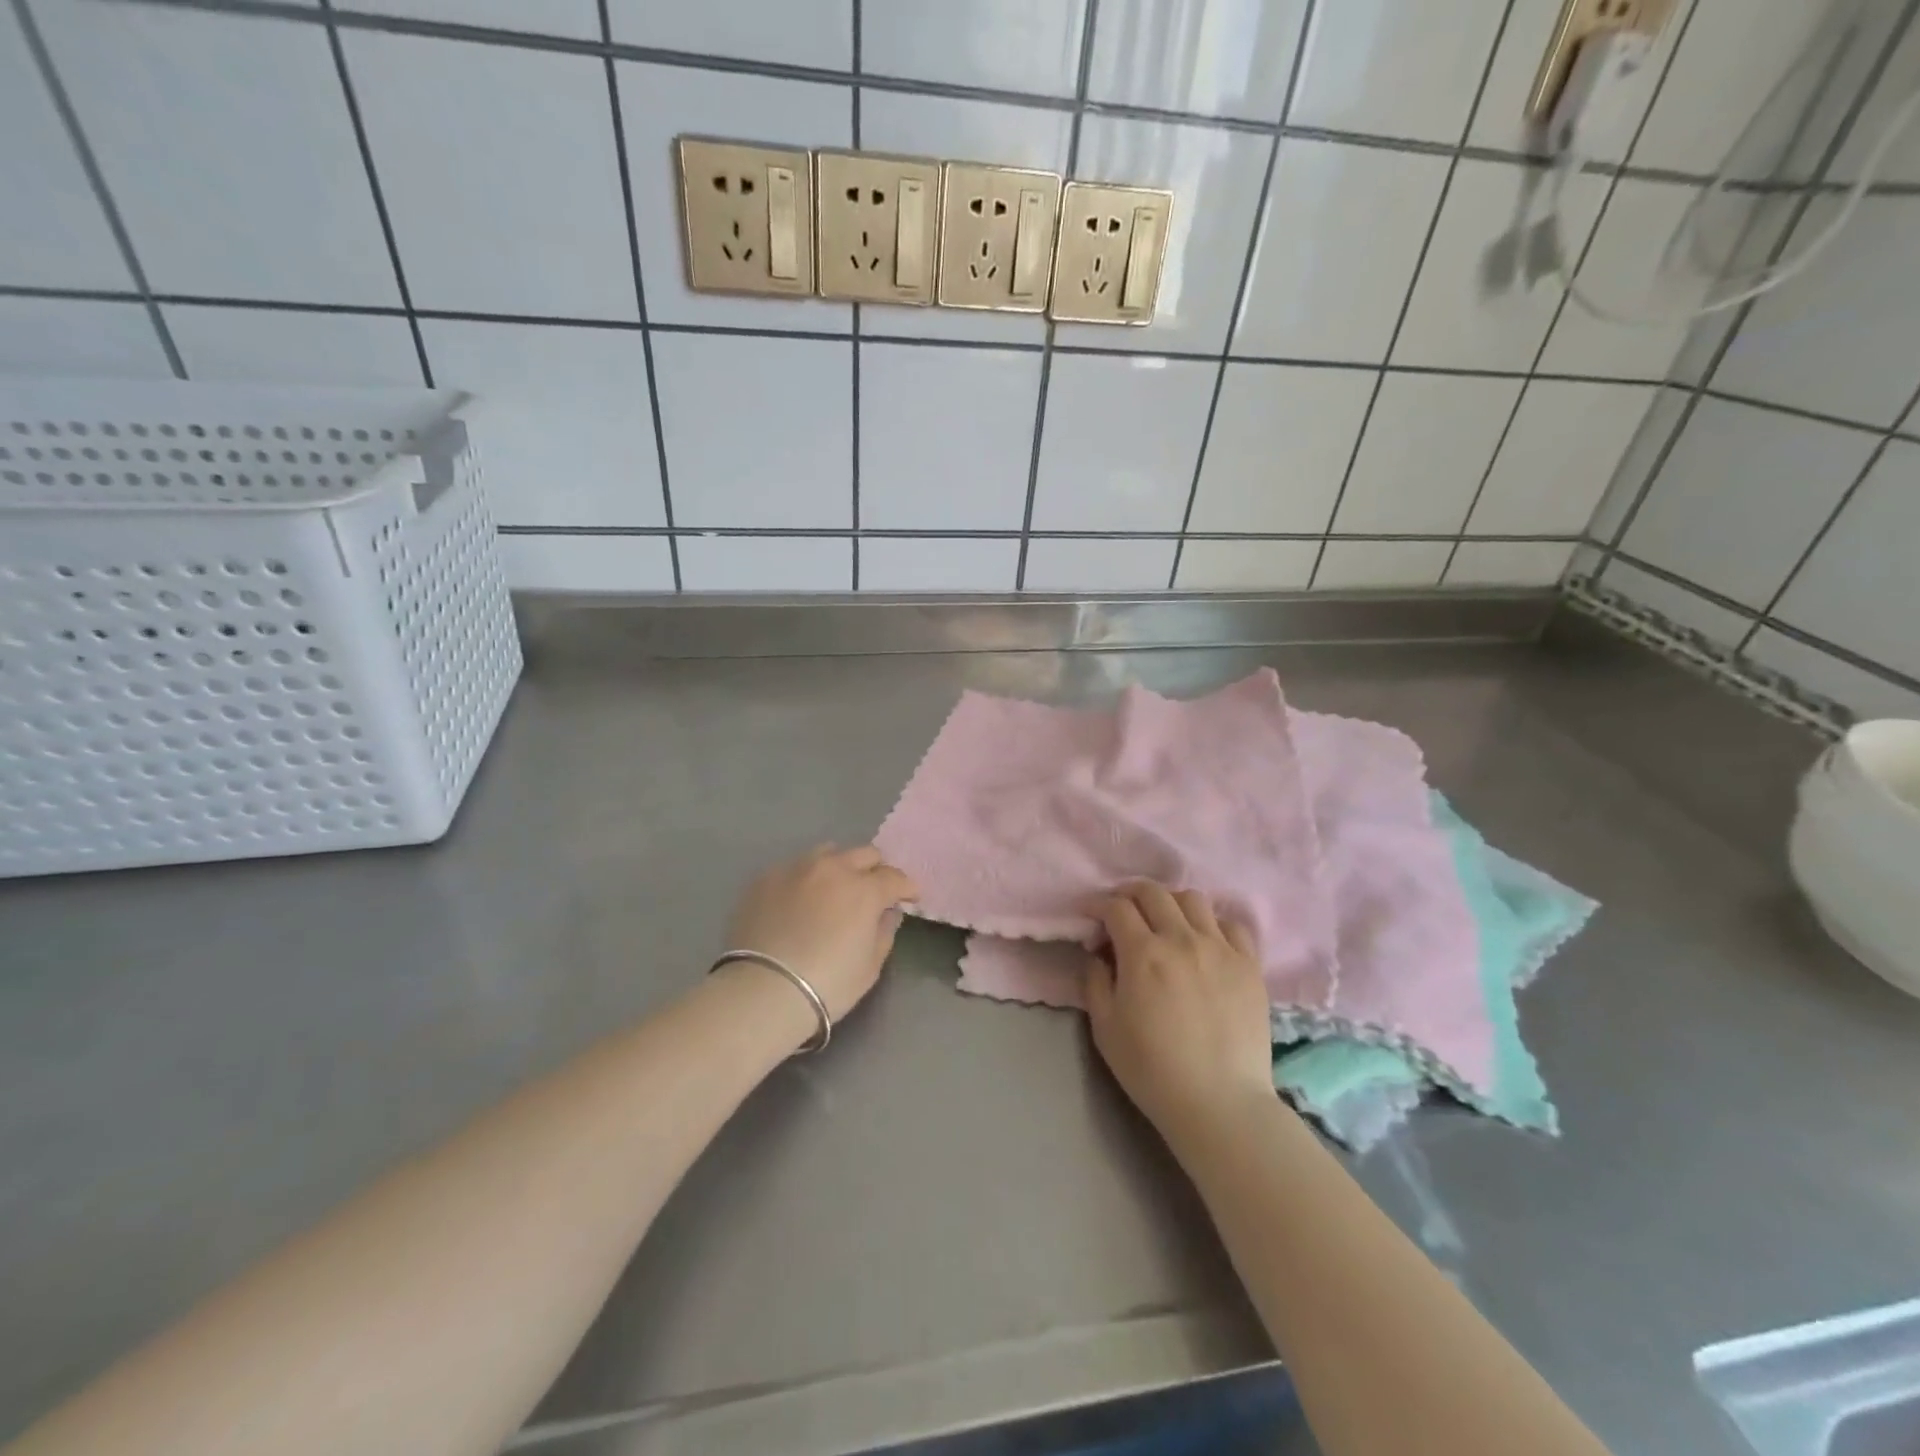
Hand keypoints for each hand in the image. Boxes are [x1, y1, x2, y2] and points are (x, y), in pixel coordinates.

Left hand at [724, 844, 919, 1022]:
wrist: (763, 991)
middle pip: (864, 854)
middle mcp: (833, 868)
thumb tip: (887, 913)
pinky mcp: (766, 878)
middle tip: (874, 890)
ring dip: (840, 866)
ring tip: (835, 888)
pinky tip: (800, 900)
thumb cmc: (827, 985)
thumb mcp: (870, 966)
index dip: (907, 888)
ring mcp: (797, 869)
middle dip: (876, 870)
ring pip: (828, 853)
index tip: (909, 898)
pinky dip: (806, 879)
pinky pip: (795, 868)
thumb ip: (884, 932)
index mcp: (864, 889)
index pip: (895, 878)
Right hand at [1085, 883, 1273, 1139]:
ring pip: (1193, 900)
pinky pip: (1232, 925)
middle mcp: (1182, 939)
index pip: (1116, 907)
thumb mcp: (1104, 1028)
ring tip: (1164, 922)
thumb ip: (1095, 981)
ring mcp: (1220, 949)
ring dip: (1170, 903)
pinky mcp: (1250, 965)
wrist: (1220, 1103)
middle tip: (1120, 910)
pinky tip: (1204, 941)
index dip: (1096, 904)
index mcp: (1143, 954)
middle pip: (1153, 892)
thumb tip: (1098, 954)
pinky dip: (1212, 924)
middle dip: (1129, 894)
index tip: (1088, 914)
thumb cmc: (1152, 1069)